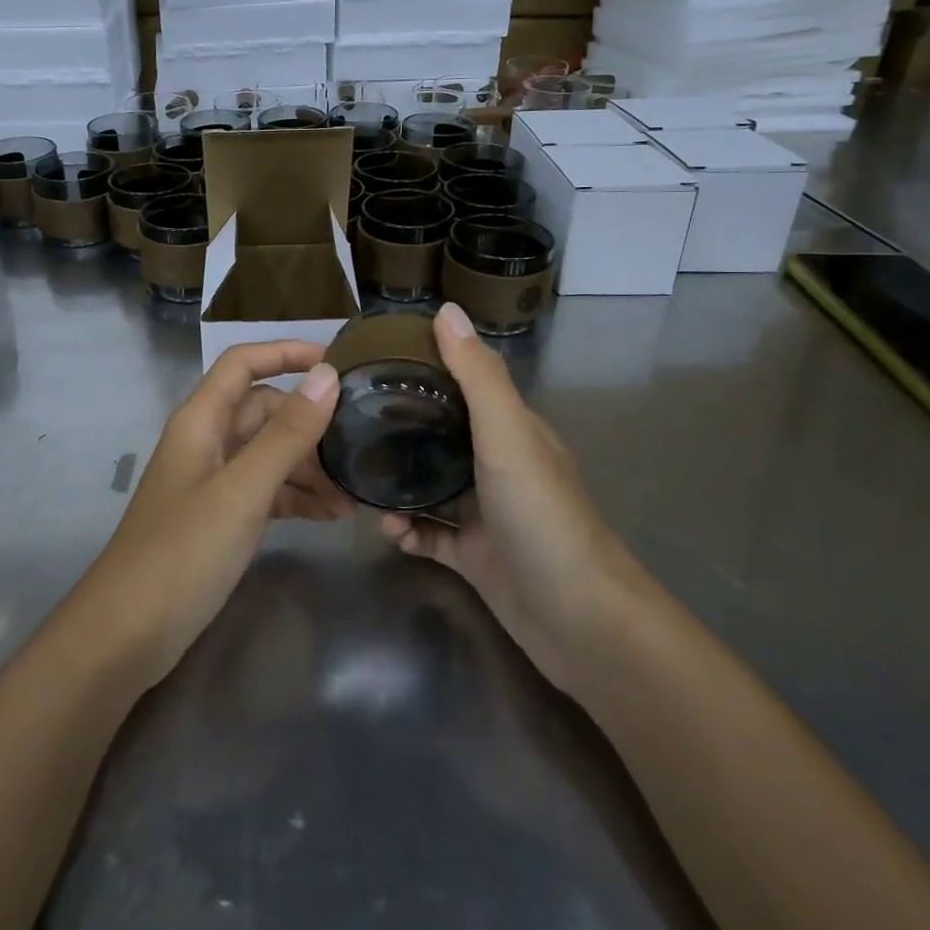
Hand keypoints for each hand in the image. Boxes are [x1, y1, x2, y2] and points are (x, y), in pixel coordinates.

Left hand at [69, 342, 343, 691]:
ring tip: (353, 495)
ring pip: (268, 453)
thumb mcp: (243, 490)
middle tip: (359, 446)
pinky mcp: (219, 517)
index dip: (286, 352)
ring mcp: (212, 480)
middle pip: (264, 410)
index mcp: (201, 419)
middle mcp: (206, 440)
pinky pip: (265, 490)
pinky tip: (330, 517)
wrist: (128, 634)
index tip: (338, 362)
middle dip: (309, 424)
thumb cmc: (183, 552)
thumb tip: (327, 376)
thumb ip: (287, 434)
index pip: (244, 362)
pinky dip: (296, 497)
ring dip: (309, 467)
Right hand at [381, 304, 643, 696]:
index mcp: (510, 430)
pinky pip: (429, 535)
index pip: (463, 386)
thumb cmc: (542, 514)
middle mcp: (496, 466)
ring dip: (397, 485)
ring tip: (360, 484)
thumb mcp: (507, 435)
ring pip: (429, 487)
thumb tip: (446, 309)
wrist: (578, 619)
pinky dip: (407, 531)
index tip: (375, 364)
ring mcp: (484, 514)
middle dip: (399, 430)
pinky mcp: (473, 557)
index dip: (424, 371)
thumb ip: (476, 377)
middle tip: (350, 425)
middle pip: (440, 437)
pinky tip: (388, 531)